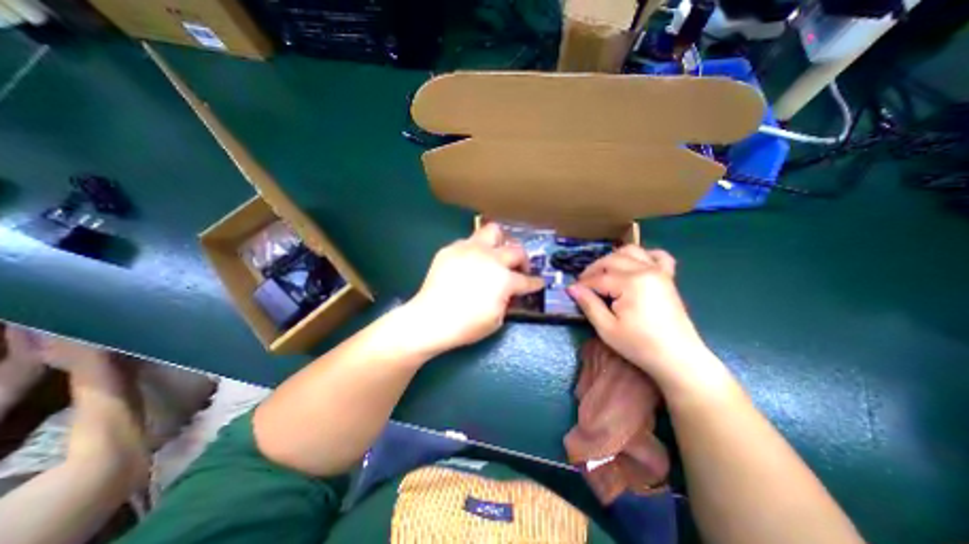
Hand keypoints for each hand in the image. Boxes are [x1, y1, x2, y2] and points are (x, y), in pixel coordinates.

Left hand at [407, 224, 542, 351]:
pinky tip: (469, 261)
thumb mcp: (496, 319)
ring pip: (493, 231)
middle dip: (522, 259)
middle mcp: (491, 259)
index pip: (527, 280)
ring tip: (496, 252)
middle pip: (516, 250)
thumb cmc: (466, 325)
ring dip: (500, 242)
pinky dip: (475, 249)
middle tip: (518, 268)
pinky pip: (469, 241)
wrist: (431, 318)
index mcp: (504, 279)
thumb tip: (507, 291)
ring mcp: (470, 249)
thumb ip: (506, 300)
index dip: (535, 282)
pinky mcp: (451, 248)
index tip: (538, 282)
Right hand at [570, 246, 708, 390]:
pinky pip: (657, 256)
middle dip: (593, 269)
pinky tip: (634, 265)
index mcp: (630, 283)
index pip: (598, 278)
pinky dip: (643, 255)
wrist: (678, 358)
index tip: (572, 291)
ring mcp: (659, 272)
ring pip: (631, 251)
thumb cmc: (640, 345)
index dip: (583, 284)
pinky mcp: (668, 278)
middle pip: (612, 259)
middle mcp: (645, 270)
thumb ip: (589, 304)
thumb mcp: (607, 328)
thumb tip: (572, 288)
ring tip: (604, 273)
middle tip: (584, 284)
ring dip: (613, 258)